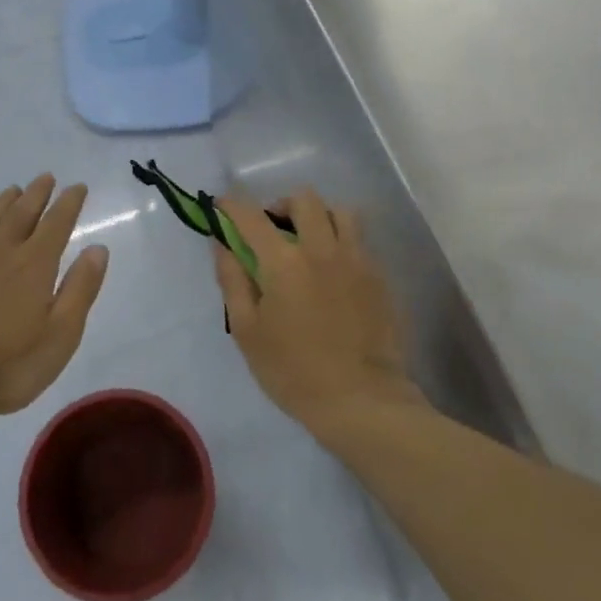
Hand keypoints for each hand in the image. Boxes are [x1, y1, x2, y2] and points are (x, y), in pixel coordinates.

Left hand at [0, 174, 108, 418]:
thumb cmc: (7, 366)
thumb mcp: (60, 335)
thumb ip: (80, 289)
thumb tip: (98, 248)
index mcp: (34, 264)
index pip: (57, 223)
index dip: (69, 203)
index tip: (77, 186)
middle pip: (21, 213)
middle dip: (37, 194)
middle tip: (46, 177)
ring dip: (4, 203)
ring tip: (12, 190)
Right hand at [212, 190, 423, 436]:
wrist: (361, 400)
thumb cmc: (293, 371)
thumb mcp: (247, 331)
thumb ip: (232, 280)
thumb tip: (222, 244)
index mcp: (284, 262)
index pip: (251, 216)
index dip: (232, 205)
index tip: (222, 205)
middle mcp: (322, 249)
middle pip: (304, 199)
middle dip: (281, 204)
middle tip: (272, 228)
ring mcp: (356, 259)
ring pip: (340, 211)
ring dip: (318, 216)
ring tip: (308, 240)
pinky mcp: (379, 276)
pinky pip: (359, 240)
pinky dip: (341, 240)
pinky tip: (332, 269)